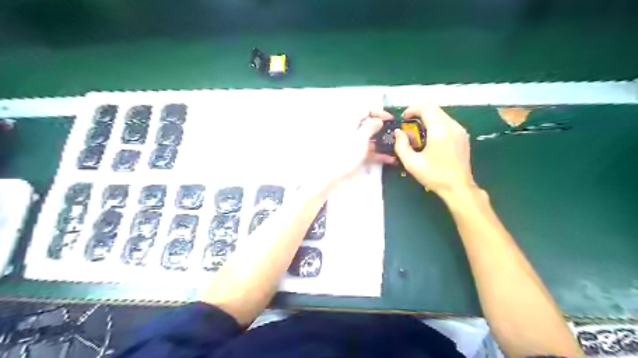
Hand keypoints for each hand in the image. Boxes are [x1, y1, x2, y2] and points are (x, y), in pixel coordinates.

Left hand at [302, 111, 396, 194]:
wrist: (329, 175)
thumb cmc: (344, 154)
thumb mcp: (360, 138)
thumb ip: (370, 127)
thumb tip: (378, 120)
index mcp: (349, 121)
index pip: (365, 110)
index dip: (378, 112)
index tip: (390, 119)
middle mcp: (351, 130)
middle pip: (369, 125)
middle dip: (383, 130)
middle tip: (396, 135)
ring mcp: (352, 144)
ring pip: (370, 139)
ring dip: (383, 143)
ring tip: (396, 149)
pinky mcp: (354, 156)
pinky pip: (367, 151)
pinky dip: (378, 154)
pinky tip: (390, 160)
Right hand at [395, 105, 478, 198]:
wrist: (458, 188)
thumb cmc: (434, 175)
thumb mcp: (411, 162)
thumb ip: (401, 145)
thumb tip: (399, 133)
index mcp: (439, 129)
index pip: (426, 107)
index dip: (412, 109)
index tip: (403, 118)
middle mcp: (452, 125)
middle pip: (435, 109)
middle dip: (419, 113)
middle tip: (409, 125)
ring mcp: (460, 130)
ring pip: (442, 115)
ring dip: (428, 119)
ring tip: (418, 133)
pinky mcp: (463, 137)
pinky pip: (448, 123)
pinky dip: (436, 125)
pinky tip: (430, 139)